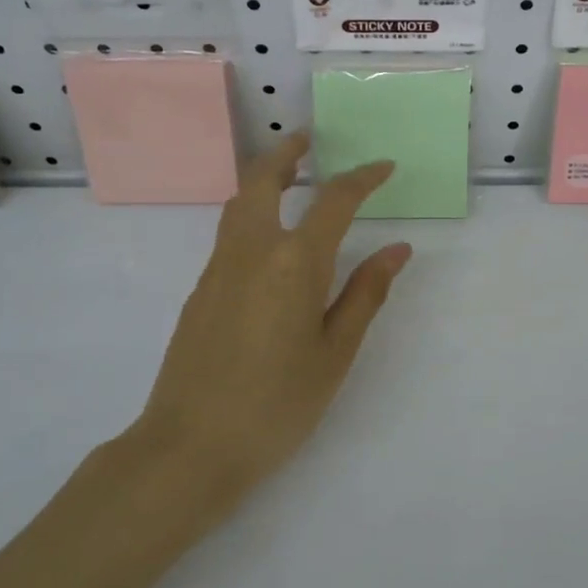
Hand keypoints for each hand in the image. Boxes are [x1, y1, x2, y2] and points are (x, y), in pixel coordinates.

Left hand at [135, 134, 410, 508]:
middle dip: (287, 154)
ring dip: (263, 179)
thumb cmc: (276, 404)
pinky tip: (268, 242)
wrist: (190, 447)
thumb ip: (365, 293)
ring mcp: (217, 269)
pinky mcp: (200, 290)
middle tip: (307, 140)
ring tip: (289, 178)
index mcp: (292, 263)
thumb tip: (397, 250)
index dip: (362, 179)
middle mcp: (250, 251)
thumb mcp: (335, 352)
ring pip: (238, 204)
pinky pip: (228, 234)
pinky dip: (251, 213)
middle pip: (262, 181)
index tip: (383, 167)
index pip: (333, 201)